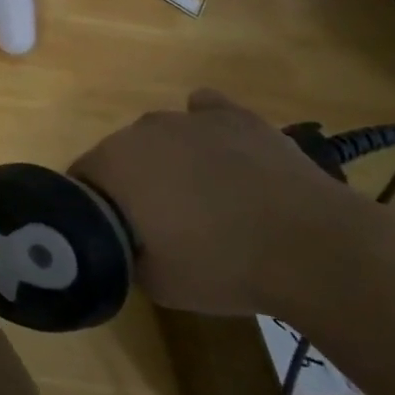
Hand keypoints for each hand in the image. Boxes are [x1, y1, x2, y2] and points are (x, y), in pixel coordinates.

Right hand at [69, 89, 380, 319]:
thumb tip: (126, 243)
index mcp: (113, 163)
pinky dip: (206, 129)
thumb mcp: (155, 283)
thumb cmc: (222, 266)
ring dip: (169, 160)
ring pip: (162, 136)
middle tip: (160, 222)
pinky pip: (205, 112)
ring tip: (202, 197)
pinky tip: (221, 155)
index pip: (82, 177)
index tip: (116, 232)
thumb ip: (126, 253)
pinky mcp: (235, 116)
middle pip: (121, 153)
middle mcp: (142, 129)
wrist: (312, 247)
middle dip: (132, 181)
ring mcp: (190, 118)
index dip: (94, 206)